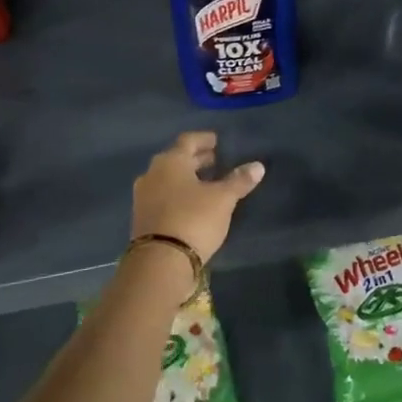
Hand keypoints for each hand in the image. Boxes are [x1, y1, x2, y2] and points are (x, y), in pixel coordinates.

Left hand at [130, 132, 263, 263]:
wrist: (160, 262)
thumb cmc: (194, 219)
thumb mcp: (222, 199)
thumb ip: (239, 180)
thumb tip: (258, 165)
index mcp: (170, 161)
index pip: (188, 141)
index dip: (204, 139)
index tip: (217, 141)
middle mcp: (152, 174)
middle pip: (177, 159)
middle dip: (197, 160)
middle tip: (216, 161)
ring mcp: (144, 197)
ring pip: (169, 179)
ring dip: (187, 178)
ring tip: (208, 183)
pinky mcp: (142, 218)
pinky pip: (163, 197)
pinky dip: (179, 194)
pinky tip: (193, 204)